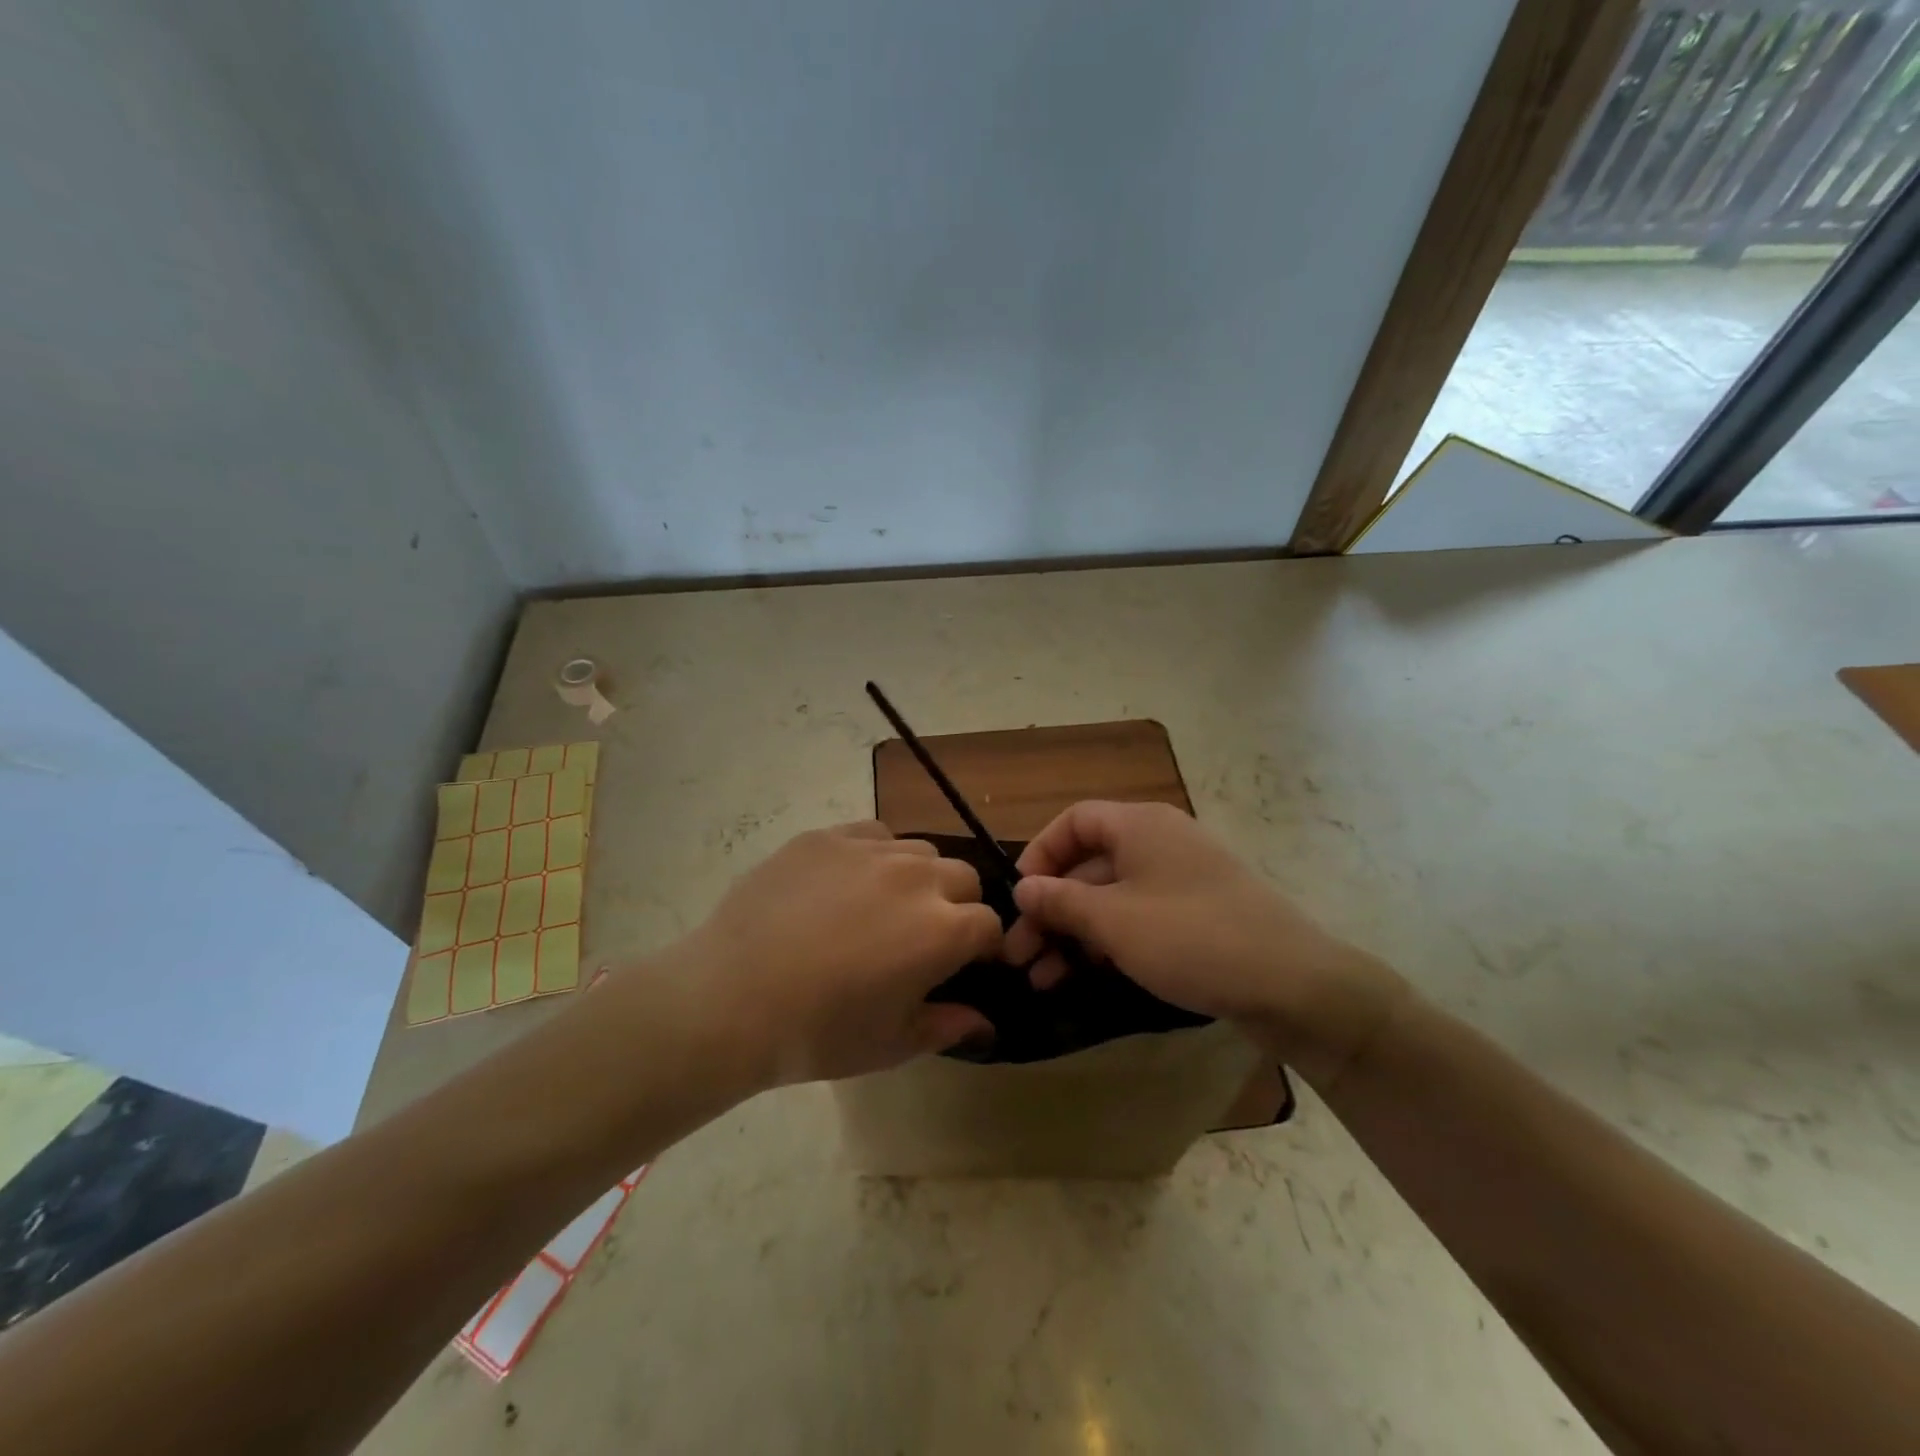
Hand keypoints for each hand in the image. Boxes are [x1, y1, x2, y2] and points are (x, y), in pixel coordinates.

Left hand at [674, 822, 999, 1084]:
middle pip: (963, 877)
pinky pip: (872, 834)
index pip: (989, 924)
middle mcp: (917, 878)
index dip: (981, 948)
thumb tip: (984, 1022)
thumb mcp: (891, 1044)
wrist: (729, 998)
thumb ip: (947, 1026)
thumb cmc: (818, 1032)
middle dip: (956, 905)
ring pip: (920, 851)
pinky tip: (846, 884)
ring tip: (883, 907)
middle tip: (922, 937)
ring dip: (918, 877)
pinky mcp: (827, 836)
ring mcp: (869, 850)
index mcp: (943, 930)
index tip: (963, 966)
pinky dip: (875, 855)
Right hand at [1003, 801, 1406, 1081]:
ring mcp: (1180, 880)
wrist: (1295, 985)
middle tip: (1019, 955)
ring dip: (1073, 932)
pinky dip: (1107, 941)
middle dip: (1050, 908)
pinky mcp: (1196, 916)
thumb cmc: (1193, 938)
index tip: (1019, 898)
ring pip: (1111, 897)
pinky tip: (1084, 976)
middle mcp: (1159, 842)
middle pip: (1088, 863)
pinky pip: (1138, 918)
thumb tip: (1023, 888)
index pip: (1074, 821)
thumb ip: (1061, 902)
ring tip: (1042, 977)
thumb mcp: (1114, 921)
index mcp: (1140, 826)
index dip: (1040, 854)